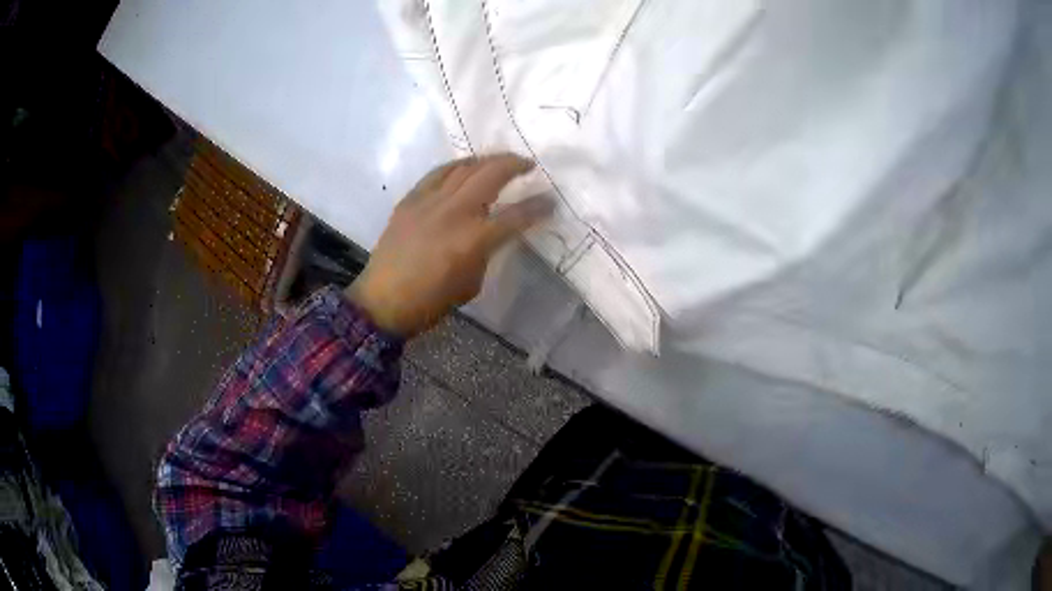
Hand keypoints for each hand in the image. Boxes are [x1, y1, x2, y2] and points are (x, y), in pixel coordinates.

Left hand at [346, 154, 552, 336]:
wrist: (383, 301)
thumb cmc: (431, 301)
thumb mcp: (472, 282)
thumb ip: (486, 252)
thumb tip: (491, 234)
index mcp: (475, 238)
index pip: (517, 215)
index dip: (539, 207)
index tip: (551, 200)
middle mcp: (456, 211)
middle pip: (492, 174)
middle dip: (515, 164)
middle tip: (527, 165)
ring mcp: (430, 201)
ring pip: (465, 167)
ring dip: (487, 160)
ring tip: (498, 162)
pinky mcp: (411, 199)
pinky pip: (437, 173)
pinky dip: (456, 166)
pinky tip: (464, 167)